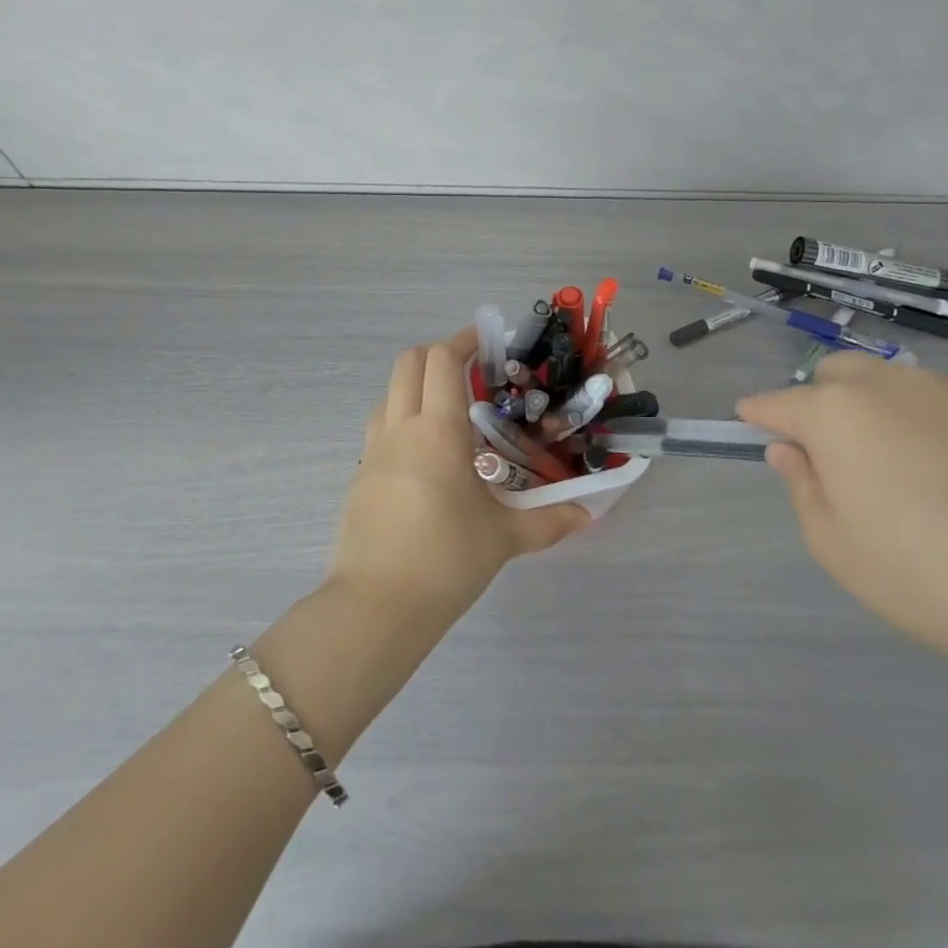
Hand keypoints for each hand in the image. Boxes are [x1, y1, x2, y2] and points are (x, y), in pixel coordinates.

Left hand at [329, 329, 589, 623]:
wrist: (376, 606)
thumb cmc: (446, 560)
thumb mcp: (504, 538)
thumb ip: (549, 521)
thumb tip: (587, 515)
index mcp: (437, 430)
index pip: (442, 360)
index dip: (464, 340)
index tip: (487, 340)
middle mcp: (400, 428)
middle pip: (408, 363)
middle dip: (438, 354)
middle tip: (471, 370)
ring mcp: (373, 451)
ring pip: (389, 393)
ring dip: (416, 385)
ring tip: (449, 411)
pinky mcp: (361, 476)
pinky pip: (380, 427)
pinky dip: (402, 418)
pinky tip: (426, 455)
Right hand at [739, 355, 947, 693]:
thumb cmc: (930, 578)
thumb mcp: (838, 547)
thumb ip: (804, 488)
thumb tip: (790, 451)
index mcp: (839, 412)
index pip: (780, 401)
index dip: (759, 413)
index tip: (750, 422)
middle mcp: (894, 386)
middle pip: (838, 374)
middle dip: (820, 400)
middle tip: (830, 453)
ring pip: (898, 385)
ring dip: (879, 411)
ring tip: (902, 471)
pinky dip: (934, 428)